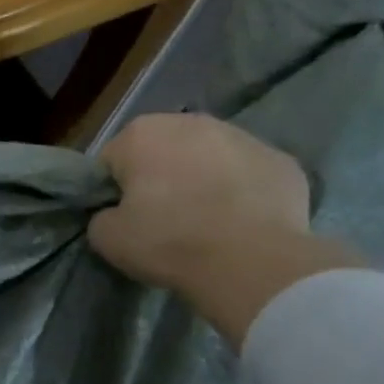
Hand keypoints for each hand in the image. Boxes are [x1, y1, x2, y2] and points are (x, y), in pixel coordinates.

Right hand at [88, 114, 361, 345]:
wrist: (250, 261)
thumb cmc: (168, 242)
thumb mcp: (107, 238)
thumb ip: (102, 216)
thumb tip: (115, 213)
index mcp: (141, 134)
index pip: (111, 161)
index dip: (112, 192)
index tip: (122, 218)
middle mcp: (191, 122)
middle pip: (162, 150)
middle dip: (158, 177)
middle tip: (161, 220)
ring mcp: (243, 136)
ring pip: (208, 157)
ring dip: (201, 179)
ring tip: (204, 222)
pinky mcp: (282, 159)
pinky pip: (247, 174)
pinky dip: (240, 192)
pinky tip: (239, 223)